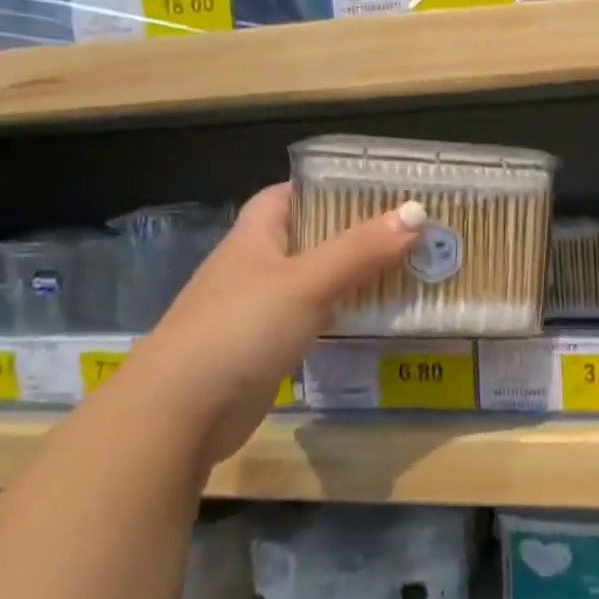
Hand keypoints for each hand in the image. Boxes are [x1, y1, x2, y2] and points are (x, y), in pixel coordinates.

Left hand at [114, 183, 423, 463]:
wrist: (181, 412)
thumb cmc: (241, 328)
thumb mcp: (306, 282)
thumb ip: (360, 249)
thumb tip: (417, 213)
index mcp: (255, 236)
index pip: (290, 194)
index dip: (329, 186)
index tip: (378, 190)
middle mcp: (255, 267)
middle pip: (310, 238)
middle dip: (355, 234)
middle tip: (409, 232)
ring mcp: (258, 310)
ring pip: (315, 282)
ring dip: (354, 277)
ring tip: (407, 271)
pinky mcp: (266, 348)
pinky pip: (313, 320)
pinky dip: (342, 316)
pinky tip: (376, 319)